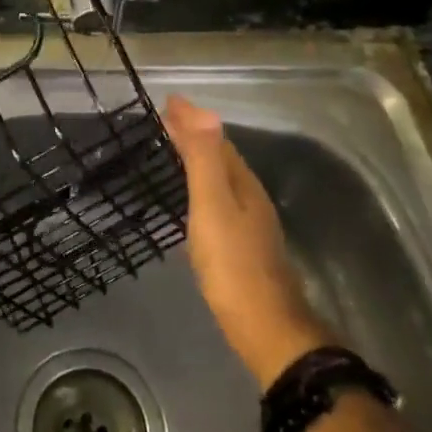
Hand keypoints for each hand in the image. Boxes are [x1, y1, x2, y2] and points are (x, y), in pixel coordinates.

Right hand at [163, 95, 331, 388]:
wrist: (265, 329)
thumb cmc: (232, 265)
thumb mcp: (213, 207)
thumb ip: (206, 160)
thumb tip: (202, 110)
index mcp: (242, 183)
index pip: (215, 139)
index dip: (192, 119)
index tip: (167, 102)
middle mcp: (250, 197)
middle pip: (221, 156)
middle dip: (194, 134)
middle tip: (165, 121)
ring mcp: (250, 224)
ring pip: (222, 178)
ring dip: (199, 159)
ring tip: (174, 150)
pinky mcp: (243, 247)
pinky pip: (219, 200)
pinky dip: (202, 185)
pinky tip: (193, 200)